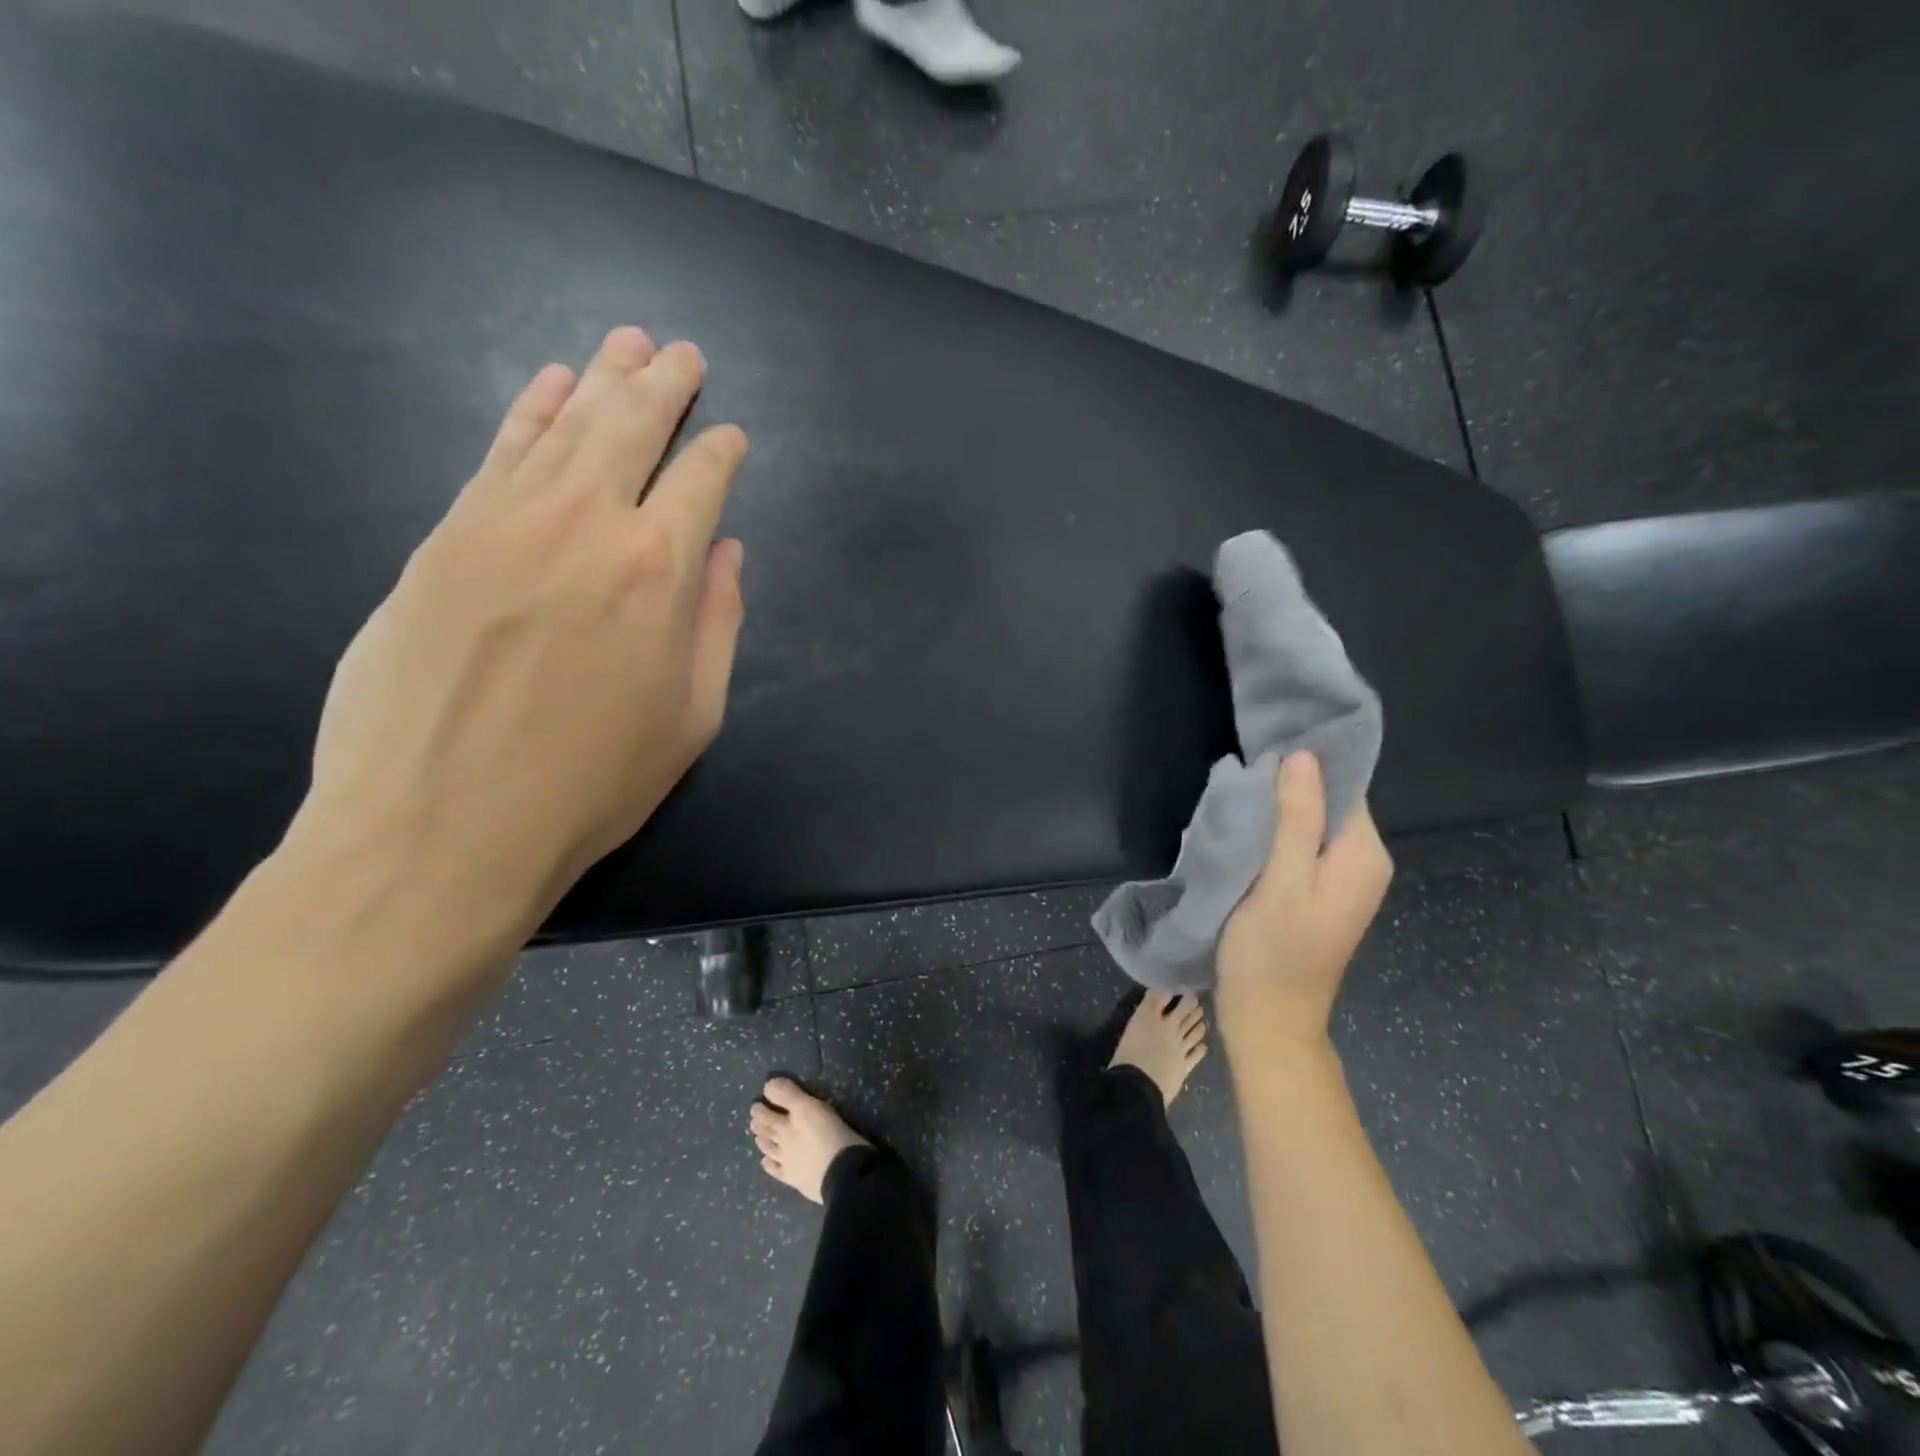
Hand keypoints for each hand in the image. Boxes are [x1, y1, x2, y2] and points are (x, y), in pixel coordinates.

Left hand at [290, 326, 747, 947]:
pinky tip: (550, 385)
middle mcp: (585, 526)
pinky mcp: (444, 537)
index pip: (700, 482)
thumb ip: (717, 625)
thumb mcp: (691, 719)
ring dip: (602, 380)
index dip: (721, 452)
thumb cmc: (590, 785)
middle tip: (686, 354)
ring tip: (629, 343)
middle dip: (666, 387)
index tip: (732, 436)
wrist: (439, 828)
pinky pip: (497, 453)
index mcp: (659, 573)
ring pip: (563, 426)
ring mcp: (505, 523)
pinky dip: (528, 412)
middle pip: (632, 428)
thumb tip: (726, 553)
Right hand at [1216, 751, 1392, 1054]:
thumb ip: (1296, 819)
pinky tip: (1245, 829)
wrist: (1269, 1021)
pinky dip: (1276, 833)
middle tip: (1243, 771)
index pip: (1344, 787)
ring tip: (1238, 795)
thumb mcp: (1280, 882)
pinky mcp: (1317, 893)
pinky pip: (1301, 846)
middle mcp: (1362, 863)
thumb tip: (1304, 756)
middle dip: (1289, 784)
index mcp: (1363, 856)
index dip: (1308, 764)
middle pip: (1329, 803)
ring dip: (1278, 809)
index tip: (1266, 744)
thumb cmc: (1273, 952)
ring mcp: (1341, 880)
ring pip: (1311, 824)